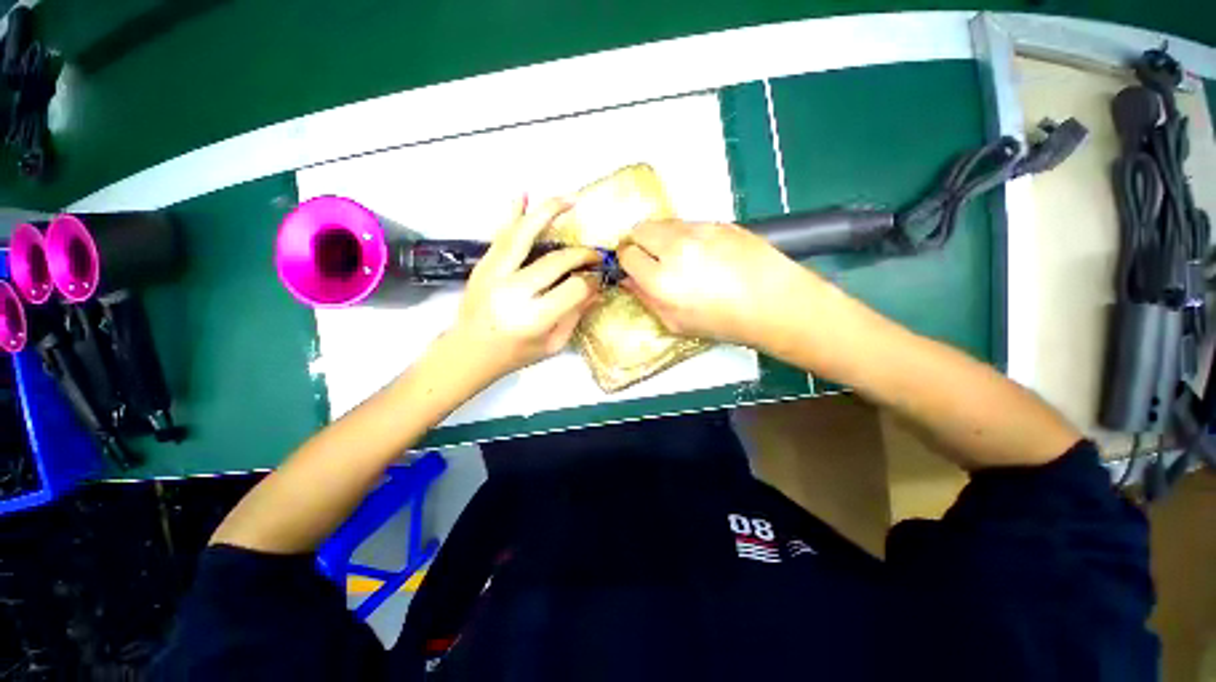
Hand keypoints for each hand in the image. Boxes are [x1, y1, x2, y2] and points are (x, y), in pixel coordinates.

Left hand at [446, 196, 601, 380]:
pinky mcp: (483, 266)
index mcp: (533, 318)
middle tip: (595, 254)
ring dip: (548, 212)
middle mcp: (514, 292)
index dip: (590, 280)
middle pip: (556, 261)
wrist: (469, 351)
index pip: (573, 288)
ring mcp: (494, 274)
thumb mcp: (552, 344)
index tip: (597, 279)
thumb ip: (575, 315)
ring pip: (524, 235)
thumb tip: (596, 289)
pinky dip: (512, 213)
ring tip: (570, 199)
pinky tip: (523, 194)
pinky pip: (500, 235)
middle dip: (581, 254)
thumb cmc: (515, 354)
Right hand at [618, 220, 820, 350]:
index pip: (627, 254)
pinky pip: (690, 224)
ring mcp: (699, 231)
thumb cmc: (723, 322)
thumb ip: (646, 300)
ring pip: (664, 222)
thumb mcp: (676, 323)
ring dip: (662, 237)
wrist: (774, 302)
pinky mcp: (719, 222)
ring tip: (680, 257)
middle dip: (639, 242)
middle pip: (640, 229)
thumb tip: (630, 281)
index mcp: (661, 280)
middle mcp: (676, 248)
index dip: (627, 261)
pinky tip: (704, 253)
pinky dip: (686, 235)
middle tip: (652, 259)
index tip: (634, 268)